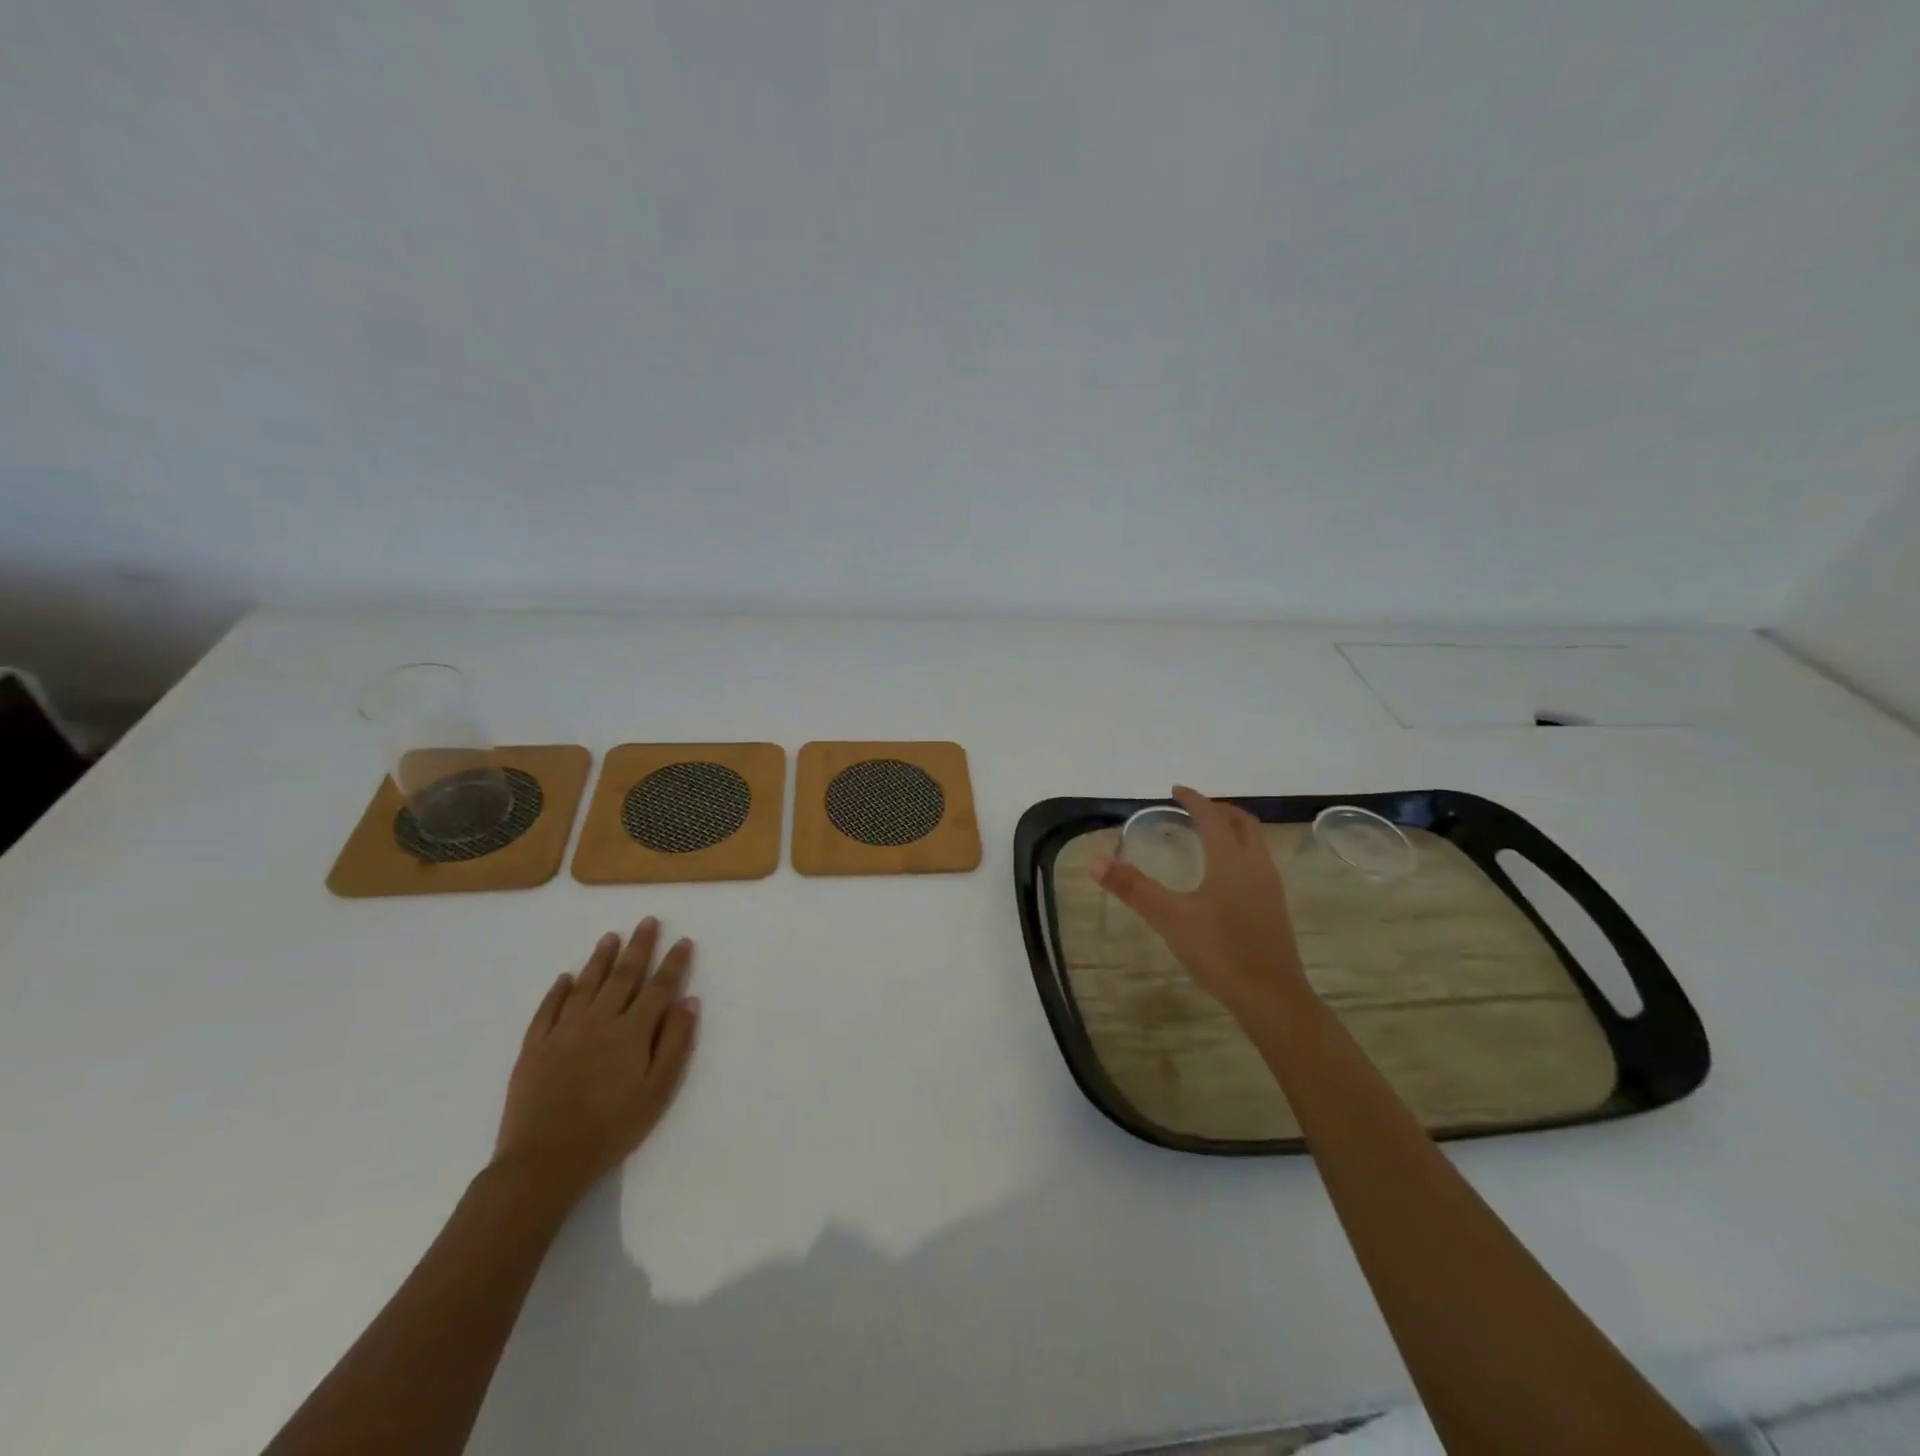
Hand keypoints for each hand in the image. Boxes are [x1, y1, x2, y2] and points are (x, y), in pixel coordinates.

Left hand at [492, 918, 699, 1204]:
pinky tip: (564, 978)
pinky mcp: (534, 1047)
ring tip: (610, 937)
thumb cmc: (611, 1129)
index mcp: (632, 1032)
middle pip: (623, 976)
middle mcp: (599, 1021)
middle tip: (648, 921)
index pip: (658, 988)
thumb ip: (675, 1044)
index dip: (673, 963)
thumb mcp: (657, 1092)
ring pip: (586, 985)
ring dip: (600, 959)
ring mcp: (563, 1031)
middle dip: (639, 947)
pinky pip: (547, 1009)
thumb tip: (688, 1001)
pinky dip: (557, 991)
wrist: (544, 1160)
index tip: (683, 941)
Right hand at [1094, 785, 1310, 1020]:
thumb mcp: (1169, 918)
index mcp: (1231, 860)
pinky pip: (1258, 864)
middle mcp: (1256, 866)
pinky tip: (1223, 877)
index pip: (1212, 817)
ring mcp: (1270, 887)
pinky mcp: (1274, 908)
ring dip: (1232, 830)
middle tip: (1193, 810)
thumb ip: (1133, 888)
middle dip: (1218, 810)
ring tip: (1207, 837)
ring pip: (1255, 843)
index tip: (1175, 790)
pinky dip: (1239, 852)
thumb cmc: (1220, 952)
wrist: (1272, 998)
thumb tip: (1096, 861)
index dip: (1194, 800)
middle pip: (1243, 823)